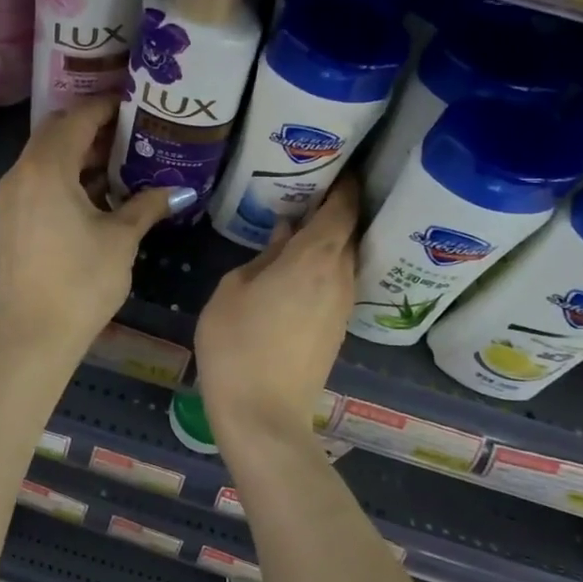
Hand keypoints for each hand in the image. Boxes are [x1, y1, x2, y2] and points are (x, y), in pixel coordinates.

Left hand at [0, 98, 182, 356]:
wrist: (33, 334)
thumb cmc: (81, 281)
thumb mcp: (121, 239)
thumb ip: (147, 205)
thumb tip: (178, 190)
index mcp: (46, 168)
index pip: (77, 119)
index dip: (106, 108)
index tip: (134, 106)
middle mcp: (21, 173)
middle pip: (56, 133)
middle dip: (92, 128)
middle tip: (130, 132)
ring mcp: (11, 196)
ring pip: (45, 157)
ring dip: (78, 153)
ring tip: (120, 161)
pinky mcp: (11, 218)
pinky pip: (38, 179)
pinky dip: (65, 175)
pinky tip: (97, 193)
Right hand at [195, 178, 358, 449]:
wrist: (263, 414)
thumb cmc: (237, 343)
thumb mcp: (234, 289)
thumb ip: (264, 256)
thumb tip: (285, 235)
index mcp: (315, 259)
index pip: (342, 210)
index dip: (344, 185)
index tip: (337, 167)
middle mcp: (340, 277)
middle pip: (348, 233)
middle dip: (335, 210)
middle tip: (309, 193)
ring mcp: (343, 306)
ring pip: (344, 260)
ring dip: (329, 242)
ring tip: (300, 228)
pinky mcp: (338, 329)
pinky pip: (337, 284)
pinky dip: (325, 268)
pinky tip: (298, 270)